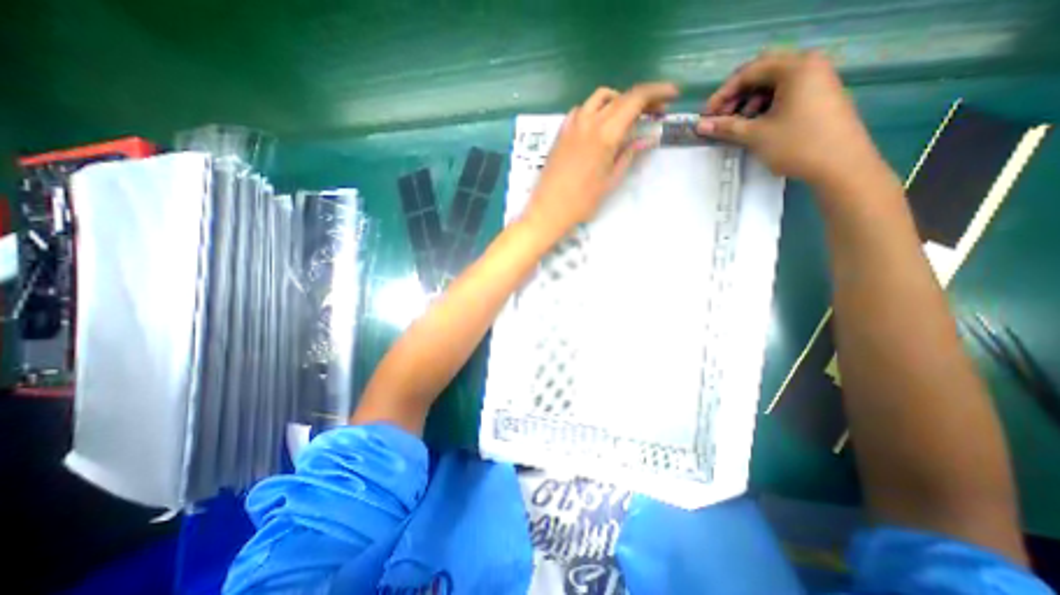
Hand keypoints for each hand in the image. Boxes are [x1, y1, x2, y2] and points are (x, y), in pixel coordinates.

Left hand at [520, 82, 678, 238]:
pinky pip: (581, 110)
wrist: (549, 209)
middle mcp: (589, 121)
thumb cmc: (582, 202)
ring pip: (599, 98)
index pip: (636, 100)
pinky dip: (596, 109)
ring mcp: (572, 125)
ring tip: (627, 117)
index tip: (673, 94)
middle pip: (621, 97)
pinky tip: (599, 124)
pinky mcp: (561, 132)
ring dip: (618, 100)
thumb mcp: (610, 181)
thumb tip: (647, 139)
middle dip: (642, 99)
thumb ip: (628, 155)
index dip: (657, 92)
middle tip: (655, 113)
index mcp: (605, 134)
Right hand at [703, 51, 883, 189]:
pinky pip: (785, 93)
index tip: (706, 115)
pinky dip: (765, 106)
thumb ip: (725, 127)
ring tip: (737, 125)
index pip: (750, 71)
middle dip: (736, 96)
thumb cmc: (796, 144)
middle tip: (719, 119)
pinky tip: (755, 124)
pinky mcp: (819, 96)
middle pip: (762, 74)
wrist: (840, 164)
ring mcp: (817, 80)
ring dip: (748, 102)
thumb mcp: (755, 135)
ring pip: (772, 85)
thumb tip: (699, 126)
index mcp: (796, 68)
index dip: (723, 93)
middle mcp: (809, 66)